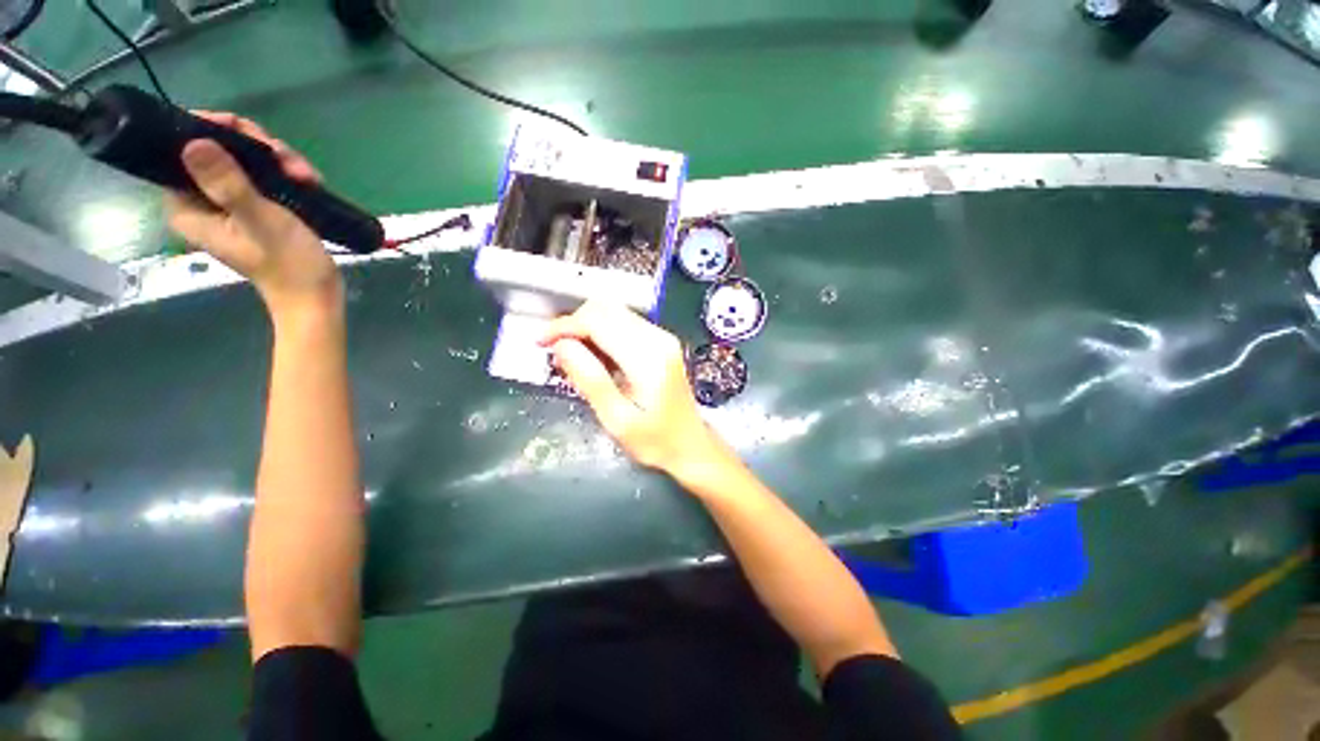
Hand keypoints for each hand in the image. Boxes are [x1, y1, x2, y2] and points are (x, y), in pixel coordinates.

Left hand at [164, 112, 339, 318]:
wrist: (317, 294)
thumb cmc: (288, 263)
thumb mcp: (259, 221)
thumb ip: (227, 183)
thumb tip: (193, 142)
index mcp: (187, 207)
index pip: (182, 153)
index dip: (210, 132)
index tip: (243, 130)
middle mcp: (201, 202)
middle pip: (217, 151)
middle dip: (254, 148)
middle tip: (285, 158)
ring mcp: (230, 205)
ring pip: (245, 161)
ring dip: (278, 161)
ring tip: (305, 176)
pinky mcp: (255, 208)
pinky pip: (263, 176)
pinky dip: (286, 174)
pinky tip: (308, 181)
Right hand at [540, 302, 730, 482]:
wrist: (691, 445)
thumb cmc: (655, 441)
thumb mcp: (617, 419)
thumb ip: (590, 379)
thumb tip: (561, 346)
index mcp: (648, 358)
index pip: (598, 322)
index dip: (564, 327)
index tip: (541, 342)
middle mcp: (658, 338)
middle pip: (606, 309)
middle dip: (573, 323)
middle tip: (553, 350)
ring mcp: (662, 337)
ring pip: (614, 312)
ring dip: (587, 326)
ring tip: (570, 354)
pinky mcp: (662, 342)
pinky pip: (625, 323)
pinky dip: (602, 331)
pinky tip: (594, 355)